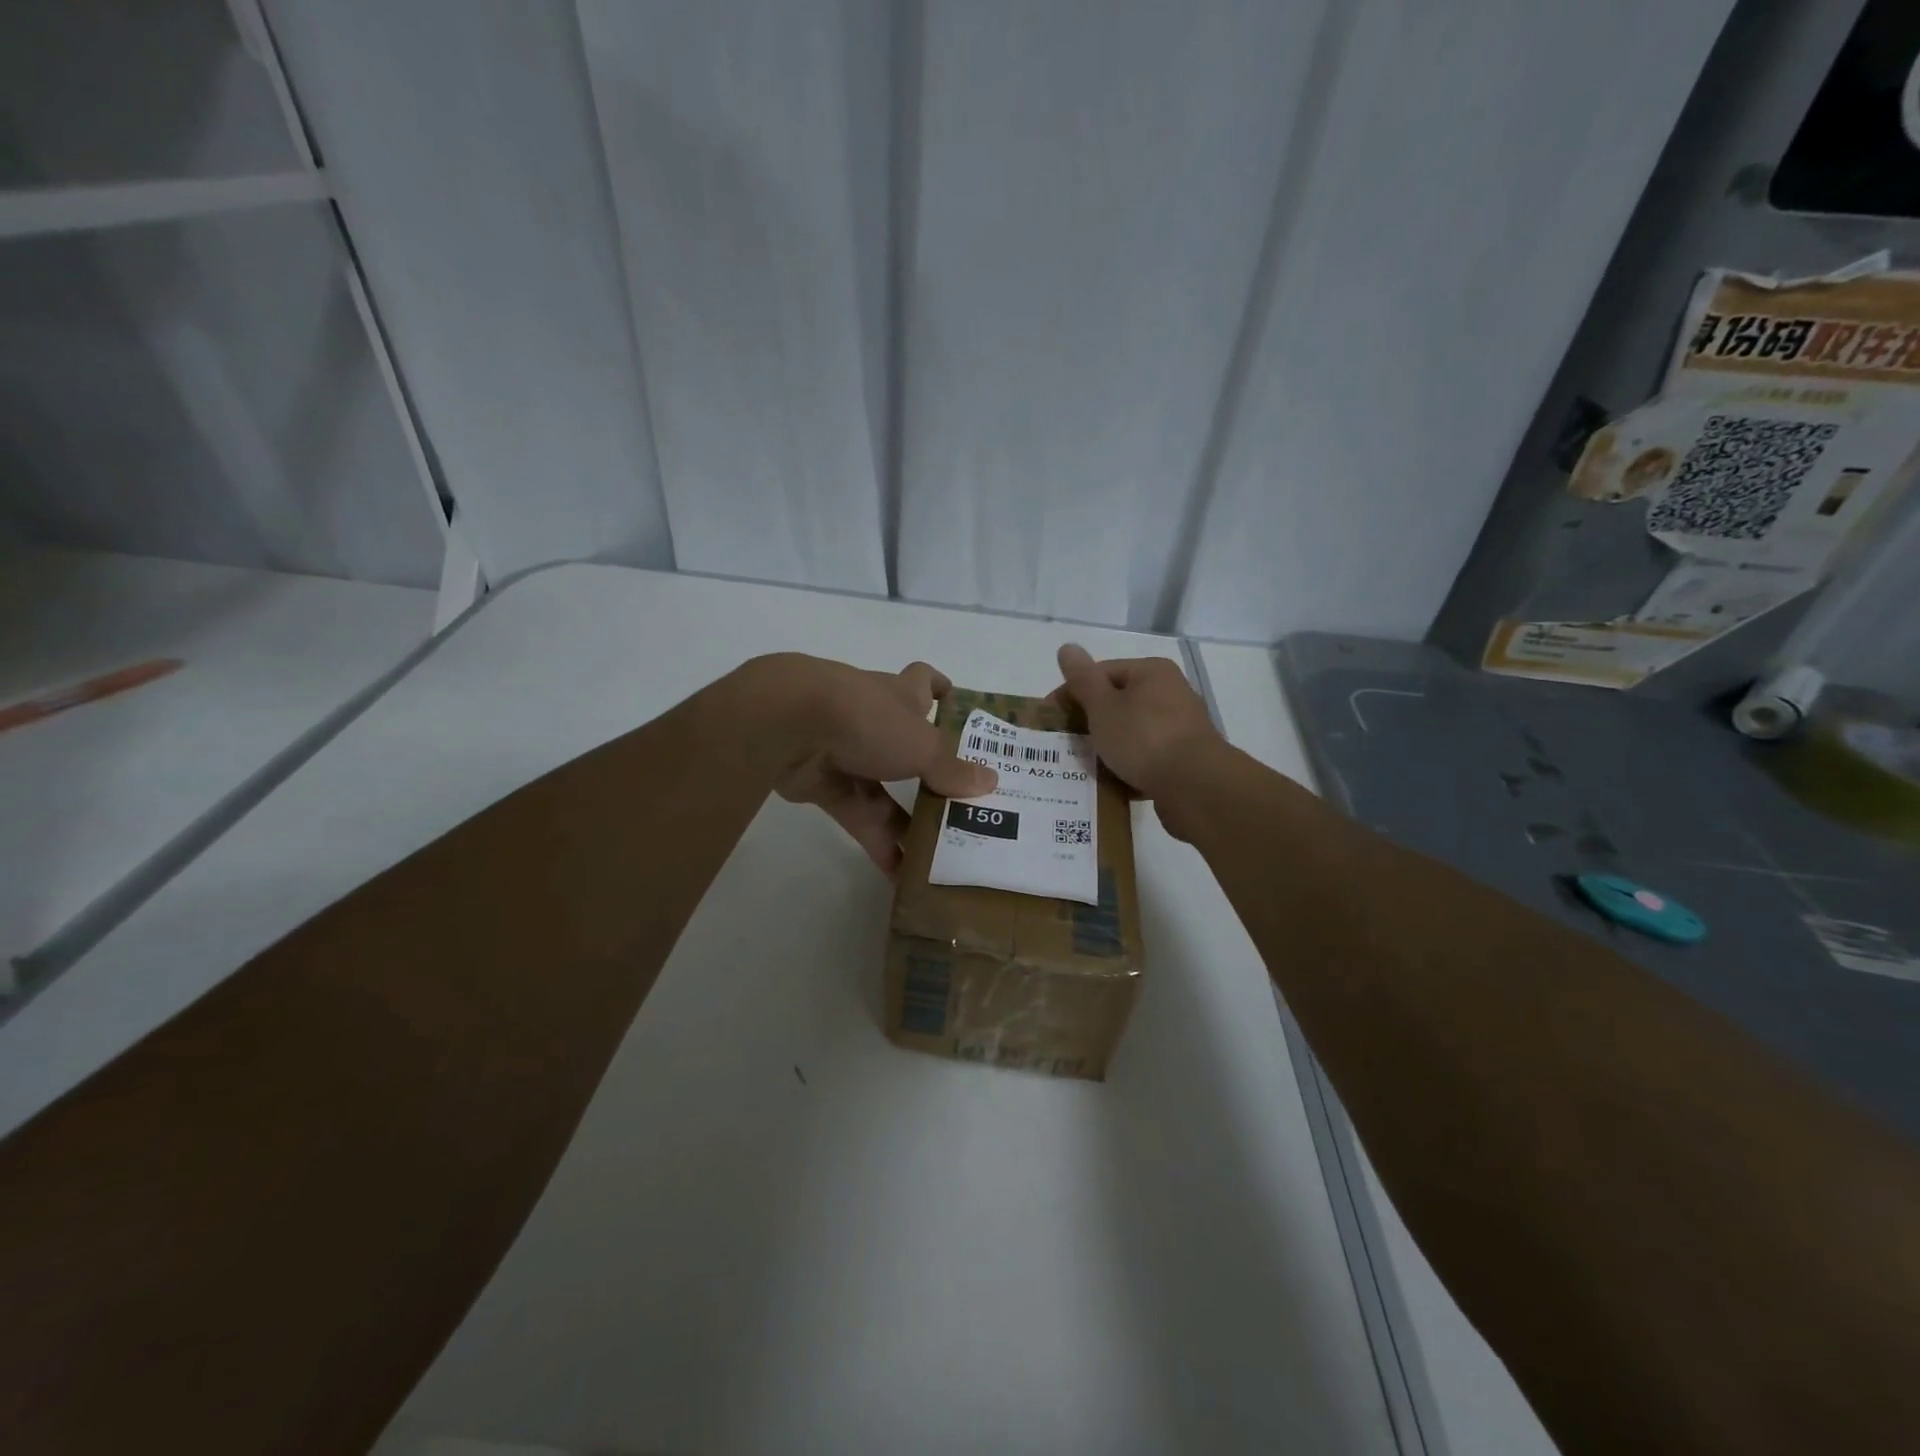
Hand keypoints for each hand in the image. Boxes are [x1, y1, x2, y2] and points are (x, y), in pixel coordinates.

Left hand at [759, 656, 994, 873]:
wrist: (789, 725)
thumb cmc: (867, 718)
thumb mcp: (921, 744)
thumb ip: (953, 769)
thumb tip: (990, 782)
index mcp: (901, 696)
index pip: (924, 682)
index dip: (941, 691)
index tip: (959, 710)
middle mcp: (876, 721)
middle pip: (910, 748)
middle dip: (934, 776)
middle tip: (966, 808)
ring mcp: (848, 753)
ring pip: (886, 791)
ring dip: (910, 822)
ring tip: (942, 854)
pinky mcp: (824, 786)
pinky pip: (859, 818)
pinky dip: (879, 844)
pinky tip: (903, 875)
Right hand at [1050, 644, 1220, 804]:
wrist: (1195, 787)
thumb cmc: (1143, 738)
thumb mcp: (1103, 706)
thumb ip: (1083, 679)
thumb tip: (1067, 647)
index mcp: (1152, 672)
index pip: (1102, 673)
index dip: (1071, 693)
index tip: (1050, 718)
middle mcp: (1171, 693)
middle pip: (1118, 703)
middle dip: (1089, 723)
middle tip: (1064, 744)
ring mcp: (1181, 727)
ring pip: (1131, 733)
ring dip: (1107, 748)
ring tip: (1084, 766)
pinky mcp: (1185, 759)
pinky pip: (1146, 758)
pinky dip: (1127, 767)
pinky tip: (1111, 782)